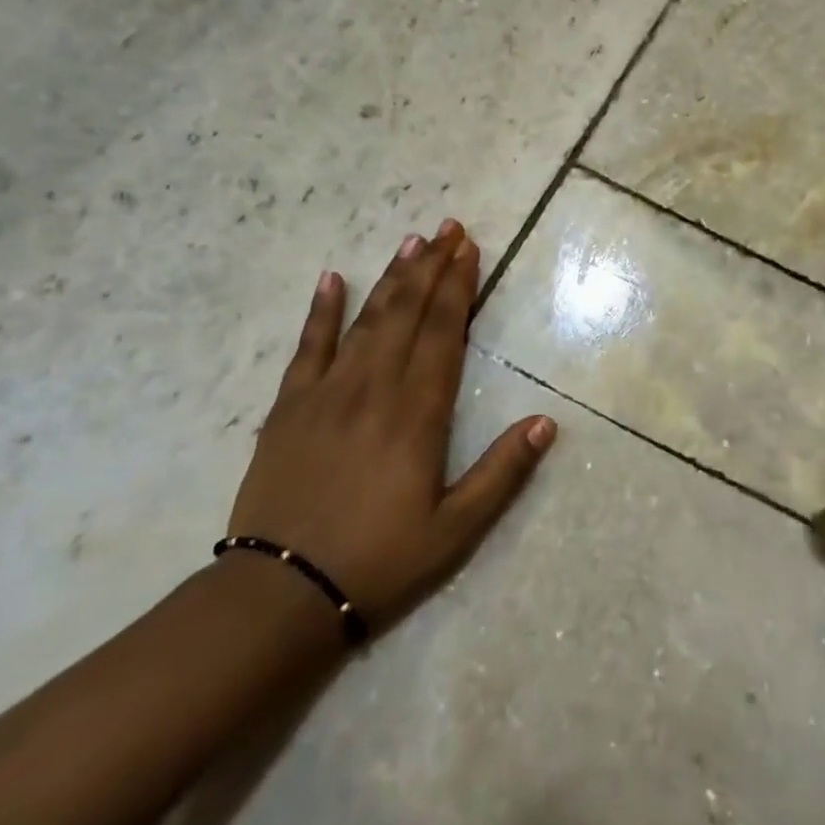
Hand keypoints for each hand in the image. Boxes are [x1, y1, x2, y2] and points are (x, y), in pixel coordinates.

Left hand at [227, 219, 555, 633]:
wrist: (279, 596)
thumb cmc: (378, 561)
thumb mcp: (456, 530)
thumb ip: (502, 473)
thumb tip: (546, 422)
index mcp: (417, 412)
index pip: (443, 332)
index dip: (459, 287)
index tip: (470, 249)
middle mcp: (375, 388)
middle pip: (408, 313)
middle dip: (432, 267)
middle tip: (448, 228)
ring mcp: (327, 392)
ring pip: (367, 320)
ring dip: (392, 278)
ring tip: (412, 242)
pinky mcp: (289, 407)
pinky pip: (308, 347)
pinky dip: (321, 311)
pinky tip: (332, 279)